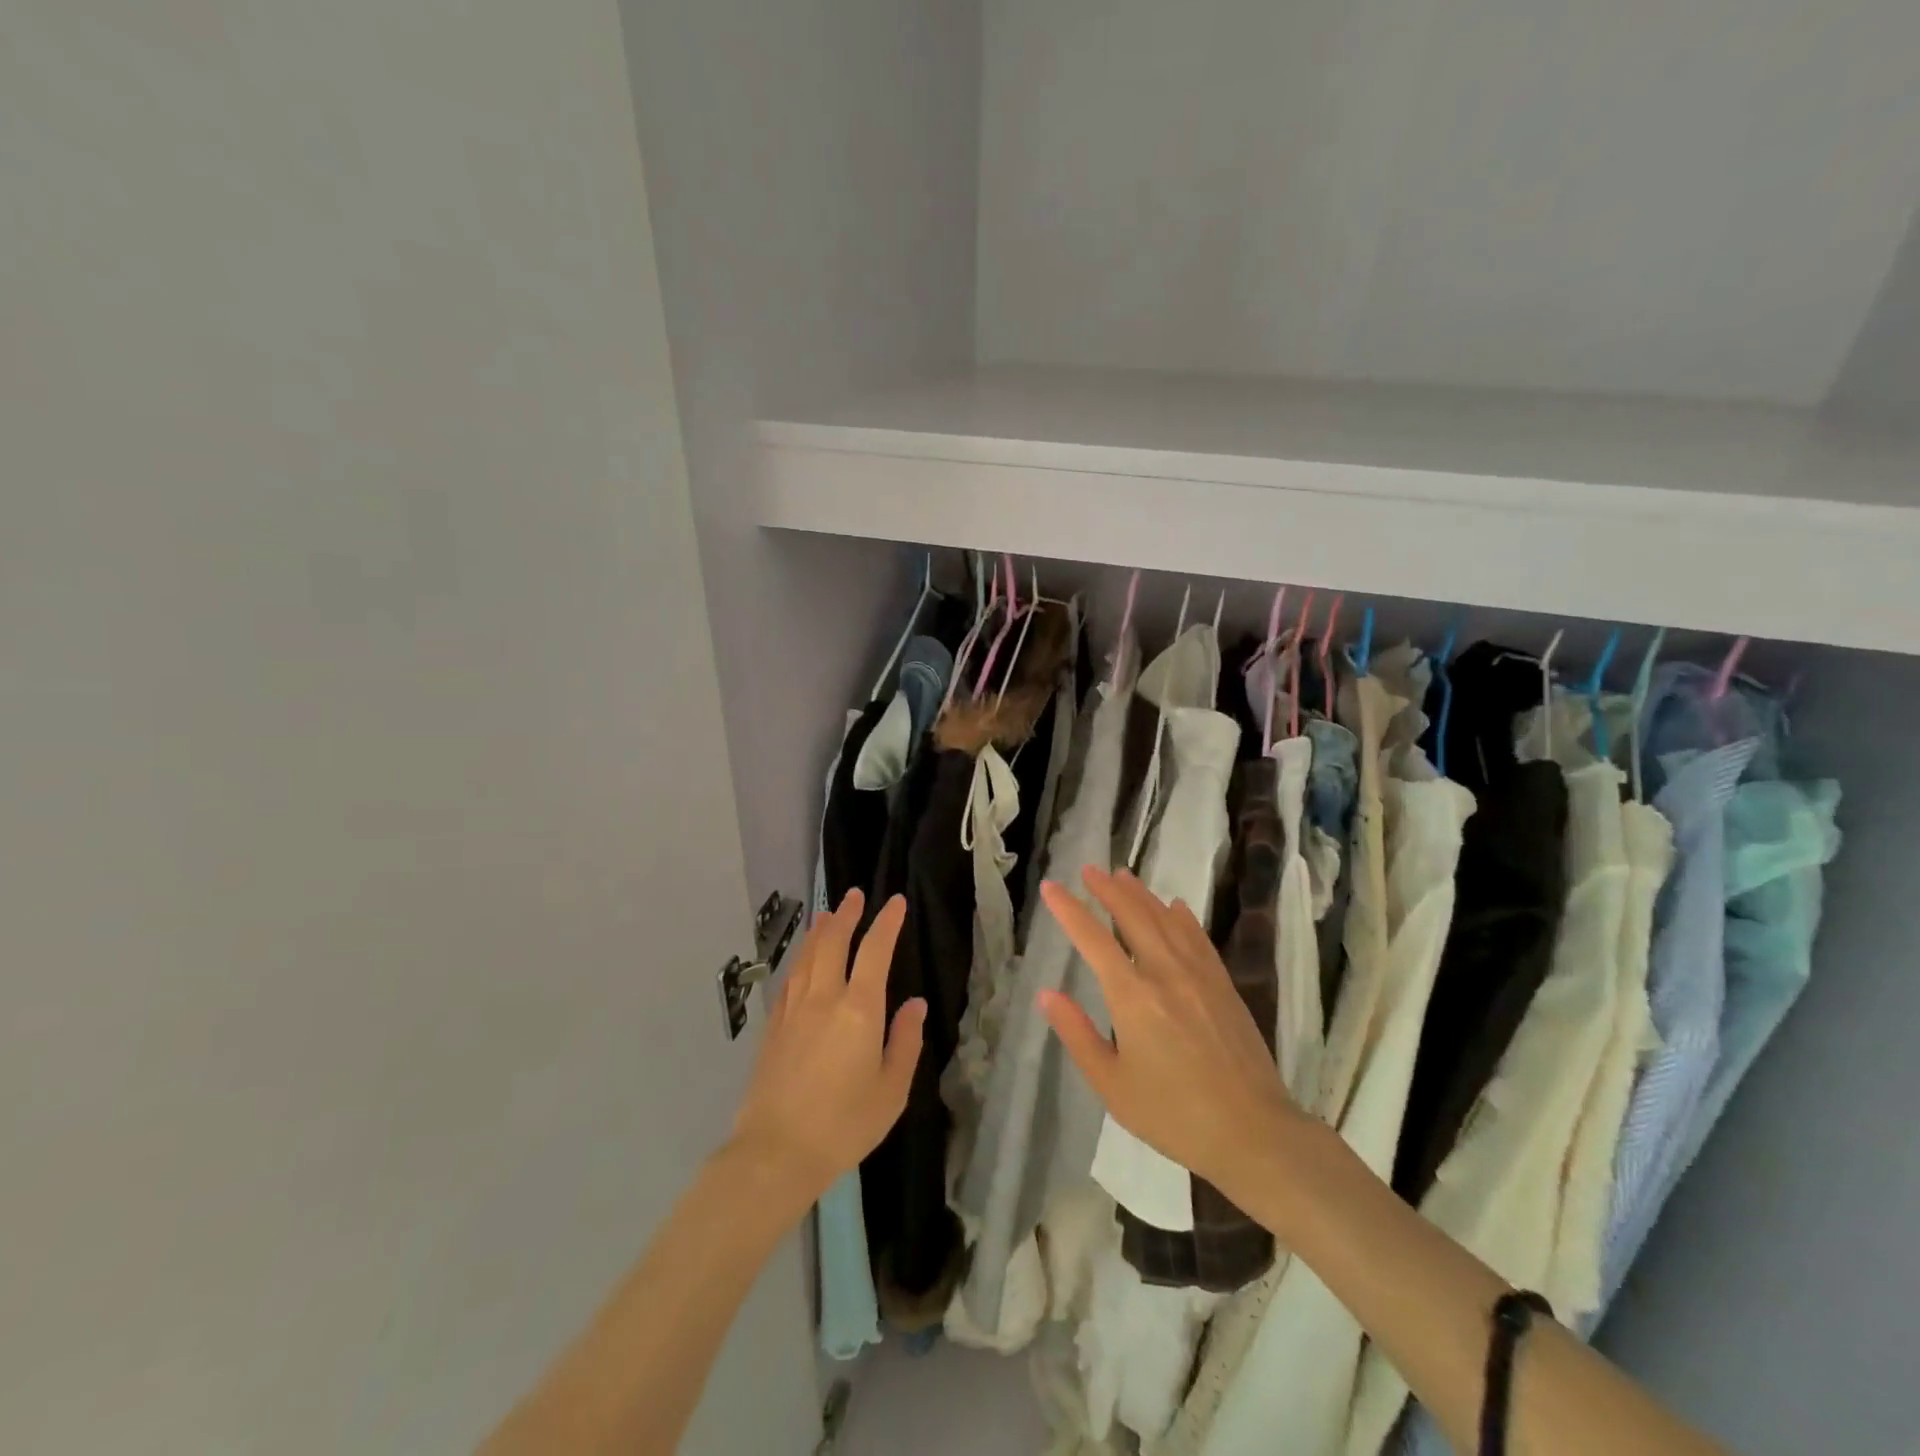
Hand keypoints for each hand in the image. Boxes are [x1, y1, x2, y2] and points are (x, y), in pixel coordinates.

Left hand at [730, 890, 924, 1204]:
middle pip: (834, 942)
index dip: (887, 923)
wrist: (776, 1152)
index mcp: (859, 1010)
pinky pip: (790, 979)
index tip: (896, 902)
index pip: (875, 952)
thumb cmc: (844, 1125)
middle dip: (847, 915)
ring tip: (828, 915)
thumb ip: (905, 1042)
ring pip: (808, 956)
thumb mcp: (891, 1091)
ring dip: (820, 931)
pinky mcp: (774, 1026)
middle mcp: (824, 998)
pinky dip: (801, 960)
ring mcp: (794, 1010)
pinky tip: (803, 960)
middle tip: (855, 896)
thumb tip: (915, 1004)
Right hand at [1037, 867, 1299, 1207]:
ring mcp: (1198, 975)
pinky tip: (1175, 906)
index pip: (1092, 939)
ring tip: (1123, 875)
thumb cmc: (1173, 1115)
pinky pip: (1198, 937)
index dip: (1069, 909)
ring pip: (1165, 920)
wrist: (1252, 1131)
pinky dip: (1181, 917)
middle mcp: (1164, 972)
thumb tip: (1047, 994)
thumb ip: (1077, 1034)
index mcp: (1132, 996)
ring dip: (1141, 894)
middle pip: (1132, 916)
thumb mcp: (1111, 1085)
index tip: (1050, 887)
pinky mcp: (1223, 984)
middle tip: (1089, 869)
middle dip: (1107, 889)